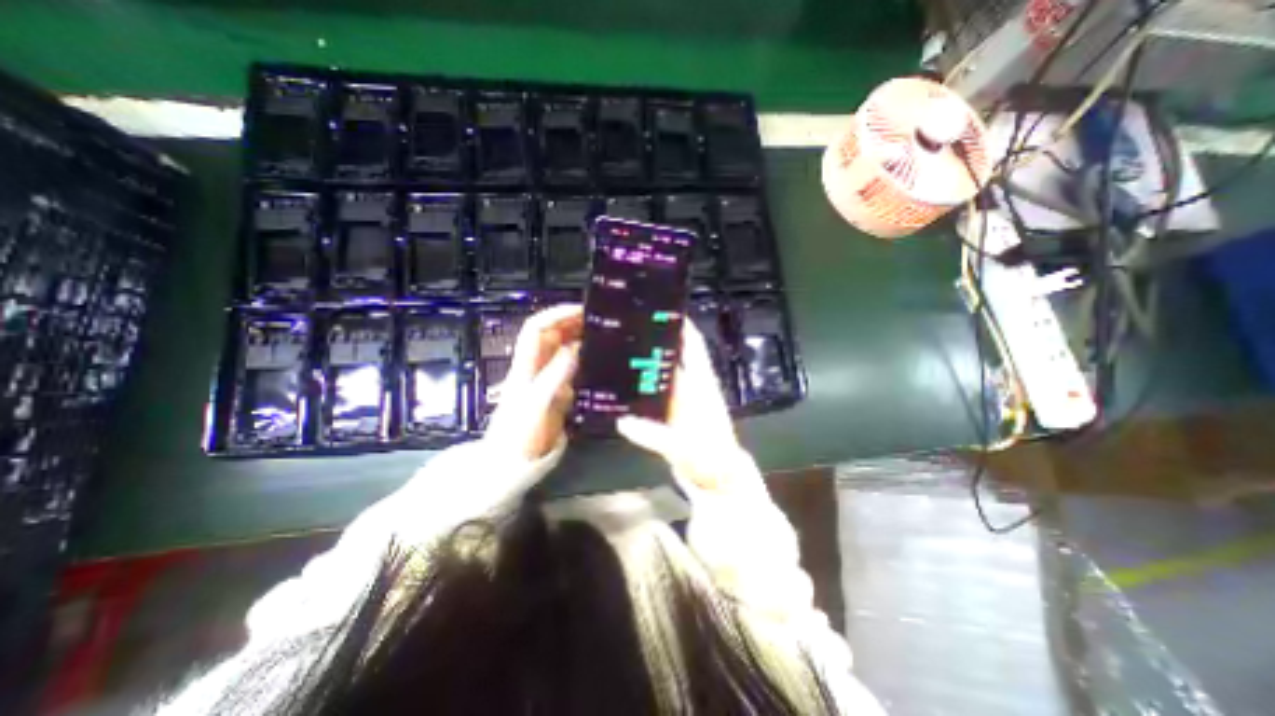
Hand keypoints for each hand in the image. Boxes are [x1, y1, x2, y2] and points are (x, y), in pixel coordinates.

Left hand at [488, 302, 584, 458]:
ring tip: (602, 334)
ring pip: (561, 351)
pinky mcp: (555, 394)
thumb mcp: (536, 405)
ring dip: (579, 338)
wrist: (509, 466)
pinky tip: (598, 361)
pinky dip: (583, 360)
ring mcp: (545, 381)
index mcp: (526, 366)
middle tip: (599, 320)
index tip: (582, 310)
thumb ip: (554, 376)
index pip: (536, 328)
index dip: (556, 314)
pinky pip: (570, 370)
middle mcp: (535, 368)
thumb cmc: (518, 437)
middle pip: (550, 335)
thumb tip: (573, 348)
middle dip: (571, 322)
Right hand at [618, 322, 749, 493]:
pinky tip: (619, 385)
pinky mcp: (670, 415)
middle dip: (653, 340)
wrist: (717, 485)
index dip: (682, 325)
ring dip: (644, 363)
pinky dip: (640, 388)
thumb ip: (655, 436)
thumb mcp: (685, 448)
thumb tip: (622, 421)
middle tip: (624, 327)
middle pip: (672, 355)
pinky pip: (652, 394)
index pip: (693, 346)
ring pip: (660, 373)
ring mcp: (680, 401)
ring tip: (615, 349)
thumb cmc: (712, 462)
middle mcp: (691, 387)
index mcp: (701, 384)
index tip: (660, 308)